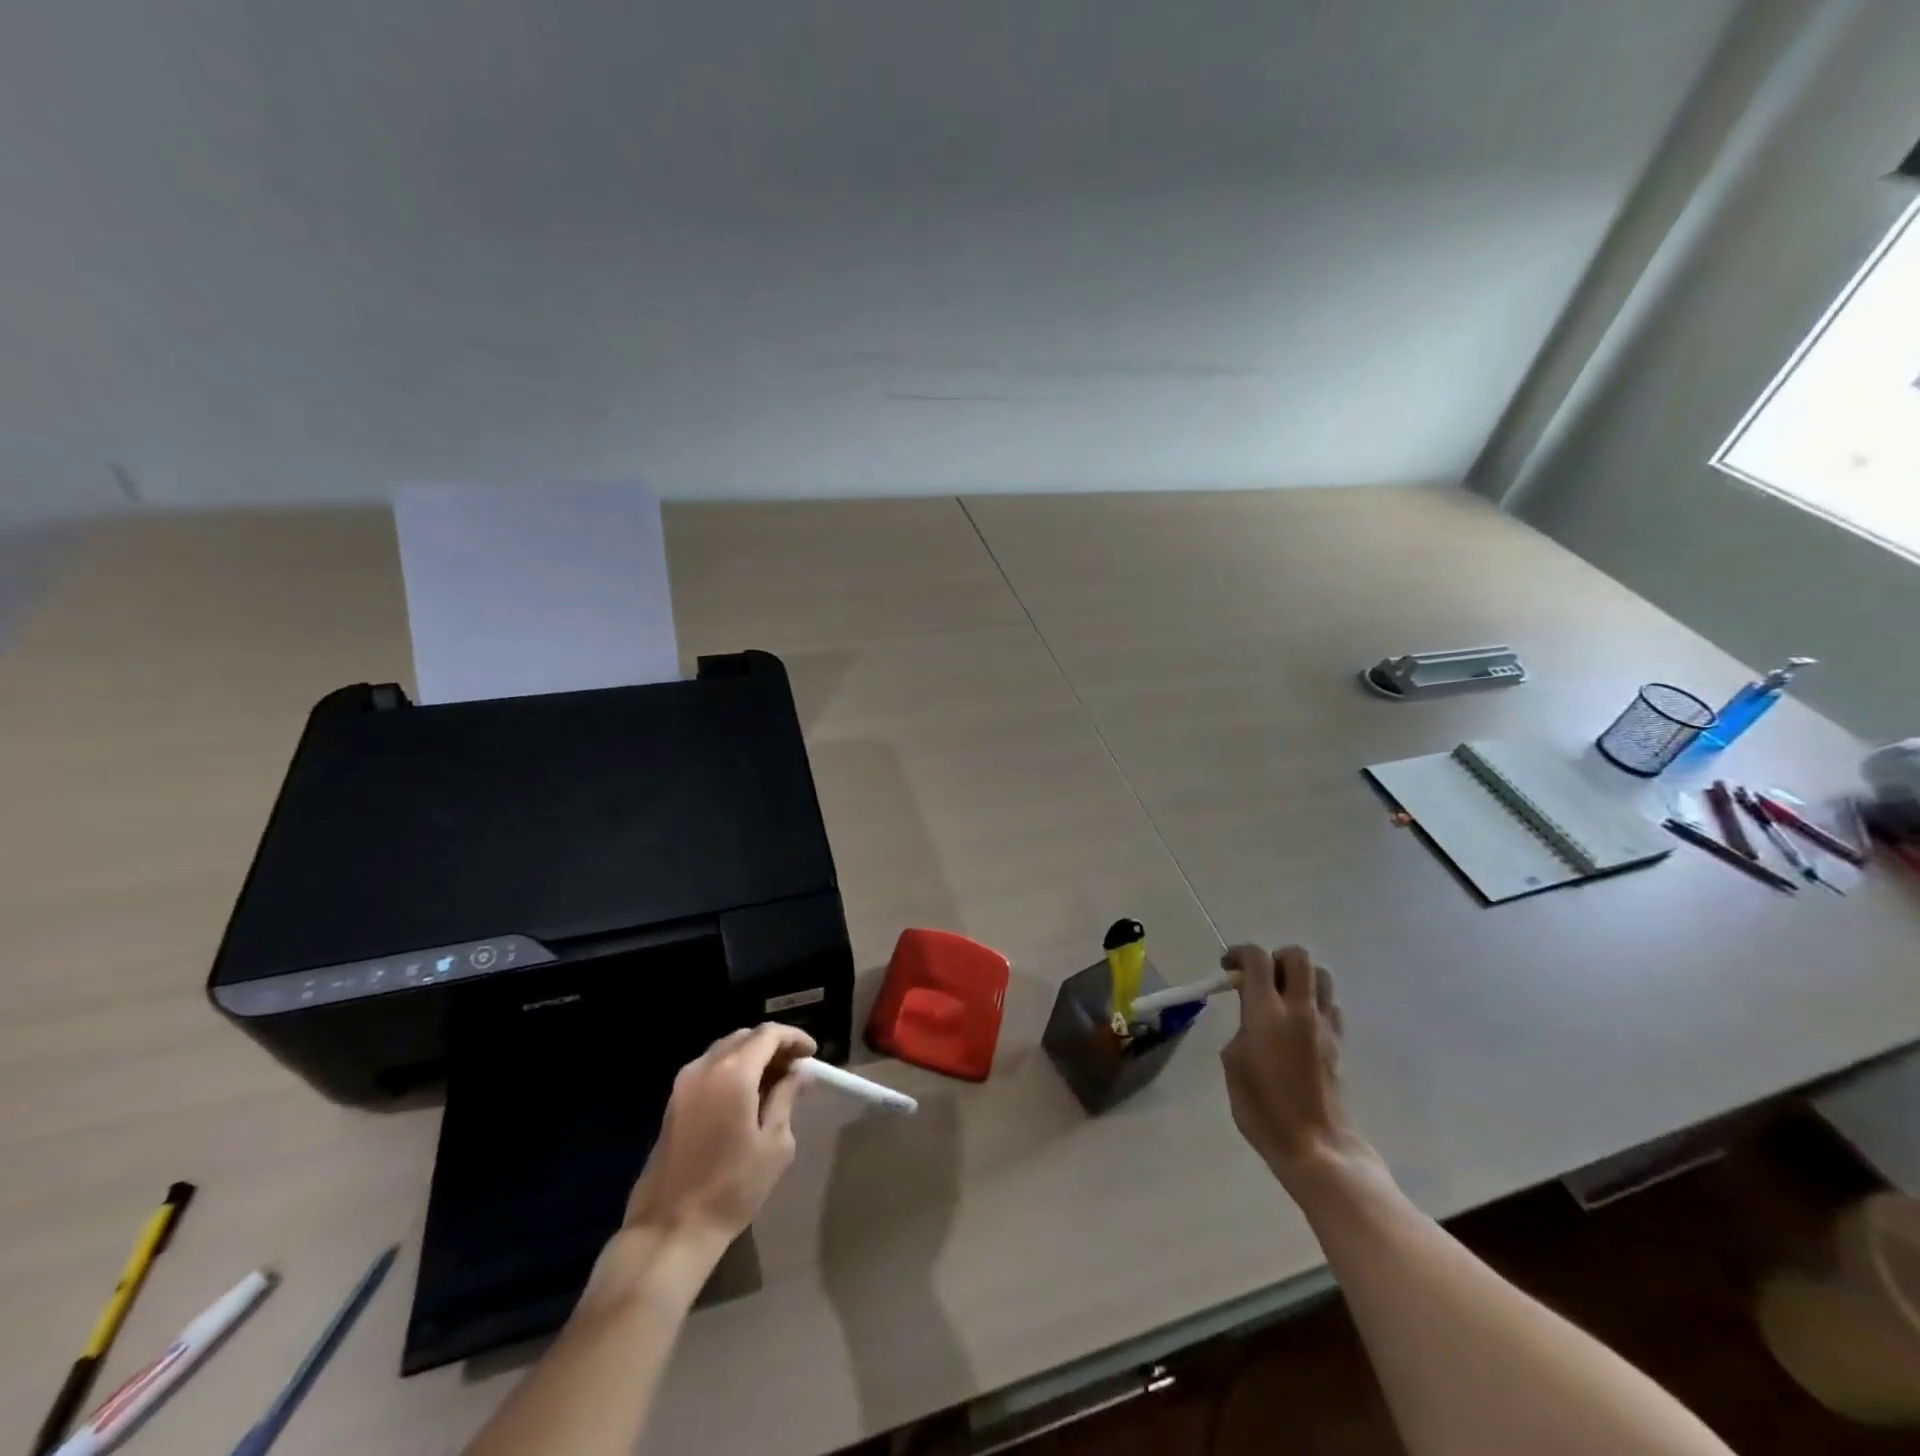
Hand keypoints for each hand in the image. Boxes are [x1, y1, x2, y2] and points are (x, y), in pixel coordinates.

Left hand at [624, 1023, 816, 1249]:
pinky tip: (747, 1095)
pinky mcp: (673, 1102)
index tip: (812, 1053)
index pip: (769, 1034)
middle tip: (796, 1066)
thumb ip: (786, 1098)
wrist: (670, 1228)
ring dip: (752, 1056)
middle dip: (773, 1045)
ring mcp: (684, 1083)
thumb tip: (798, 1073)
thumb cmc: (731, 1188)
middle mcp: (705, 1067)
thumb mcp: (774, 1144)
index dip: (794, 1037)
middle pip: (745, 1037)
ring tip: (775, 1080)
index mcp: (733, 1073)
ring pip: (725, 1050)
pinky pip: (709, 1069)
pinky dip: (732, 1069)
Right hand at [1219, 944, 1377, 1190]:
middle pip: (1297, 956)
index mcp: (1267, 1012)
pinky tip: (1299, 1022)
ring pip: (1321, 975)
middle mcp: (1300, 1009)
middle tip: (1258, 978)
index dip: (1239, 953)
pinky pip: (1330, 1004)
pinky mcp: (1339, 1042)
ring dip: (1299, 976)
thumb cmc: (1262, 1108)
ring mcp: (1325, 1025)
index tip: (1227, 967)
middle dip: (1275, 958)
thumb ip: (1242, 1026)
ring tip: (1281, 996)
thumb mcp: (1233, 1061)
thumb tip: (1252, 1015)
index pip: (1257, 959)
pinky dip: (1314, 1001)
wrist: (1314, 1146)